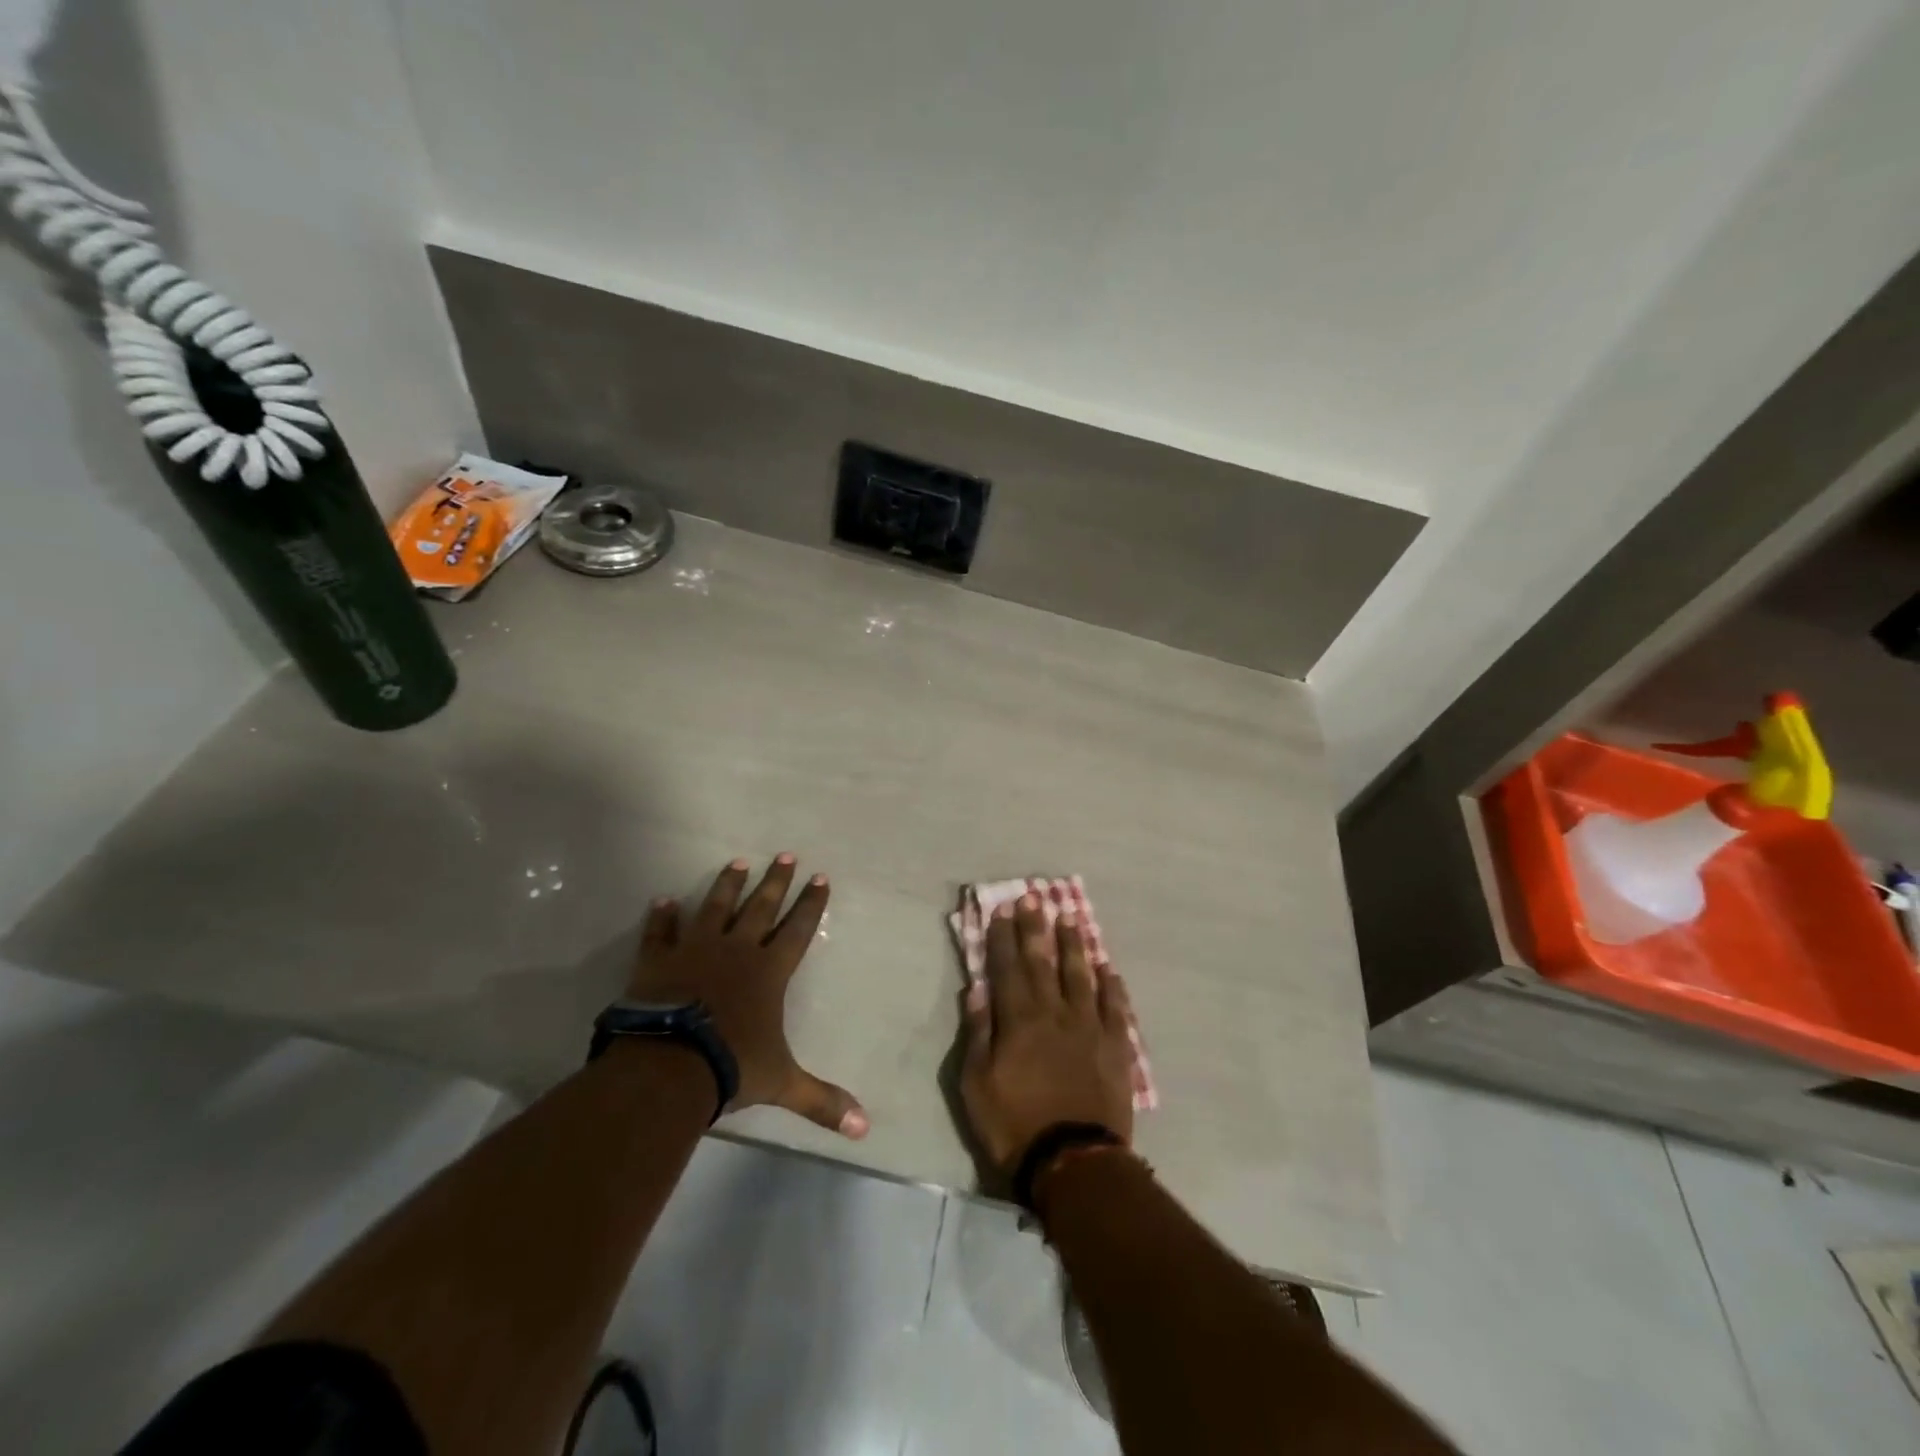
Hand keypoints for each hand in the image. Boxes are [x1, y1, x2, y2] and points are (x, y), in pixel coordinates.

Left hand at [629, 856, 868, 1138]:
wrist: (669, 1066)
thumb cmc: (731, 1066)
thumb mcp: (783, 1083)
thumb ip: (822, 1101)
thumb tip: (864, 1129)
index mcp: (769, 971)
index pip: (798, 929)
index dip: (811, 904)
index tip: (820, 877)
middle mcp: (737, 950)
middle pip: (761, 907)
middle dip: (776, 881)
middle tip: (785, 855)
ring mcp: (696, 950)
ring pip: (715, 907)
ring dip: (727, 885)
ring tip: (737, 862)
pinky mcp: (659, 960)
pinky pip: (661, 932)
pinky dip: (662, 917)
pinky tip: (663, 900)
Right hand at [959, 894, 1135, 1172]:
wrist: (1074, 1162)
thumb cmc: (1015, 1125)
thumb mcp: (977, 1085)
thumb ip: (979, 1034)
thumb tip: (977, 990)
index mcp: (1019, 1020)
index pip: (1007, 968)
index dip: (1003, 938)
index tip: (1001, 910)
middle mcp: (1055, 1013)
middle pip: (1043, 962)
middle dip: (1035, 928)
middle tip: (1033, 897)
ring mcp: (1089, 1028)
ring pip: (1081, 975)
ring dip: (1074, 945)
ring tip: (1071, 918)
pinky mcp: (1115, 1047)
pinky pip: (1114, 1007)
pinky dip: (1111, 985)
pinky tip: (1108, 968)